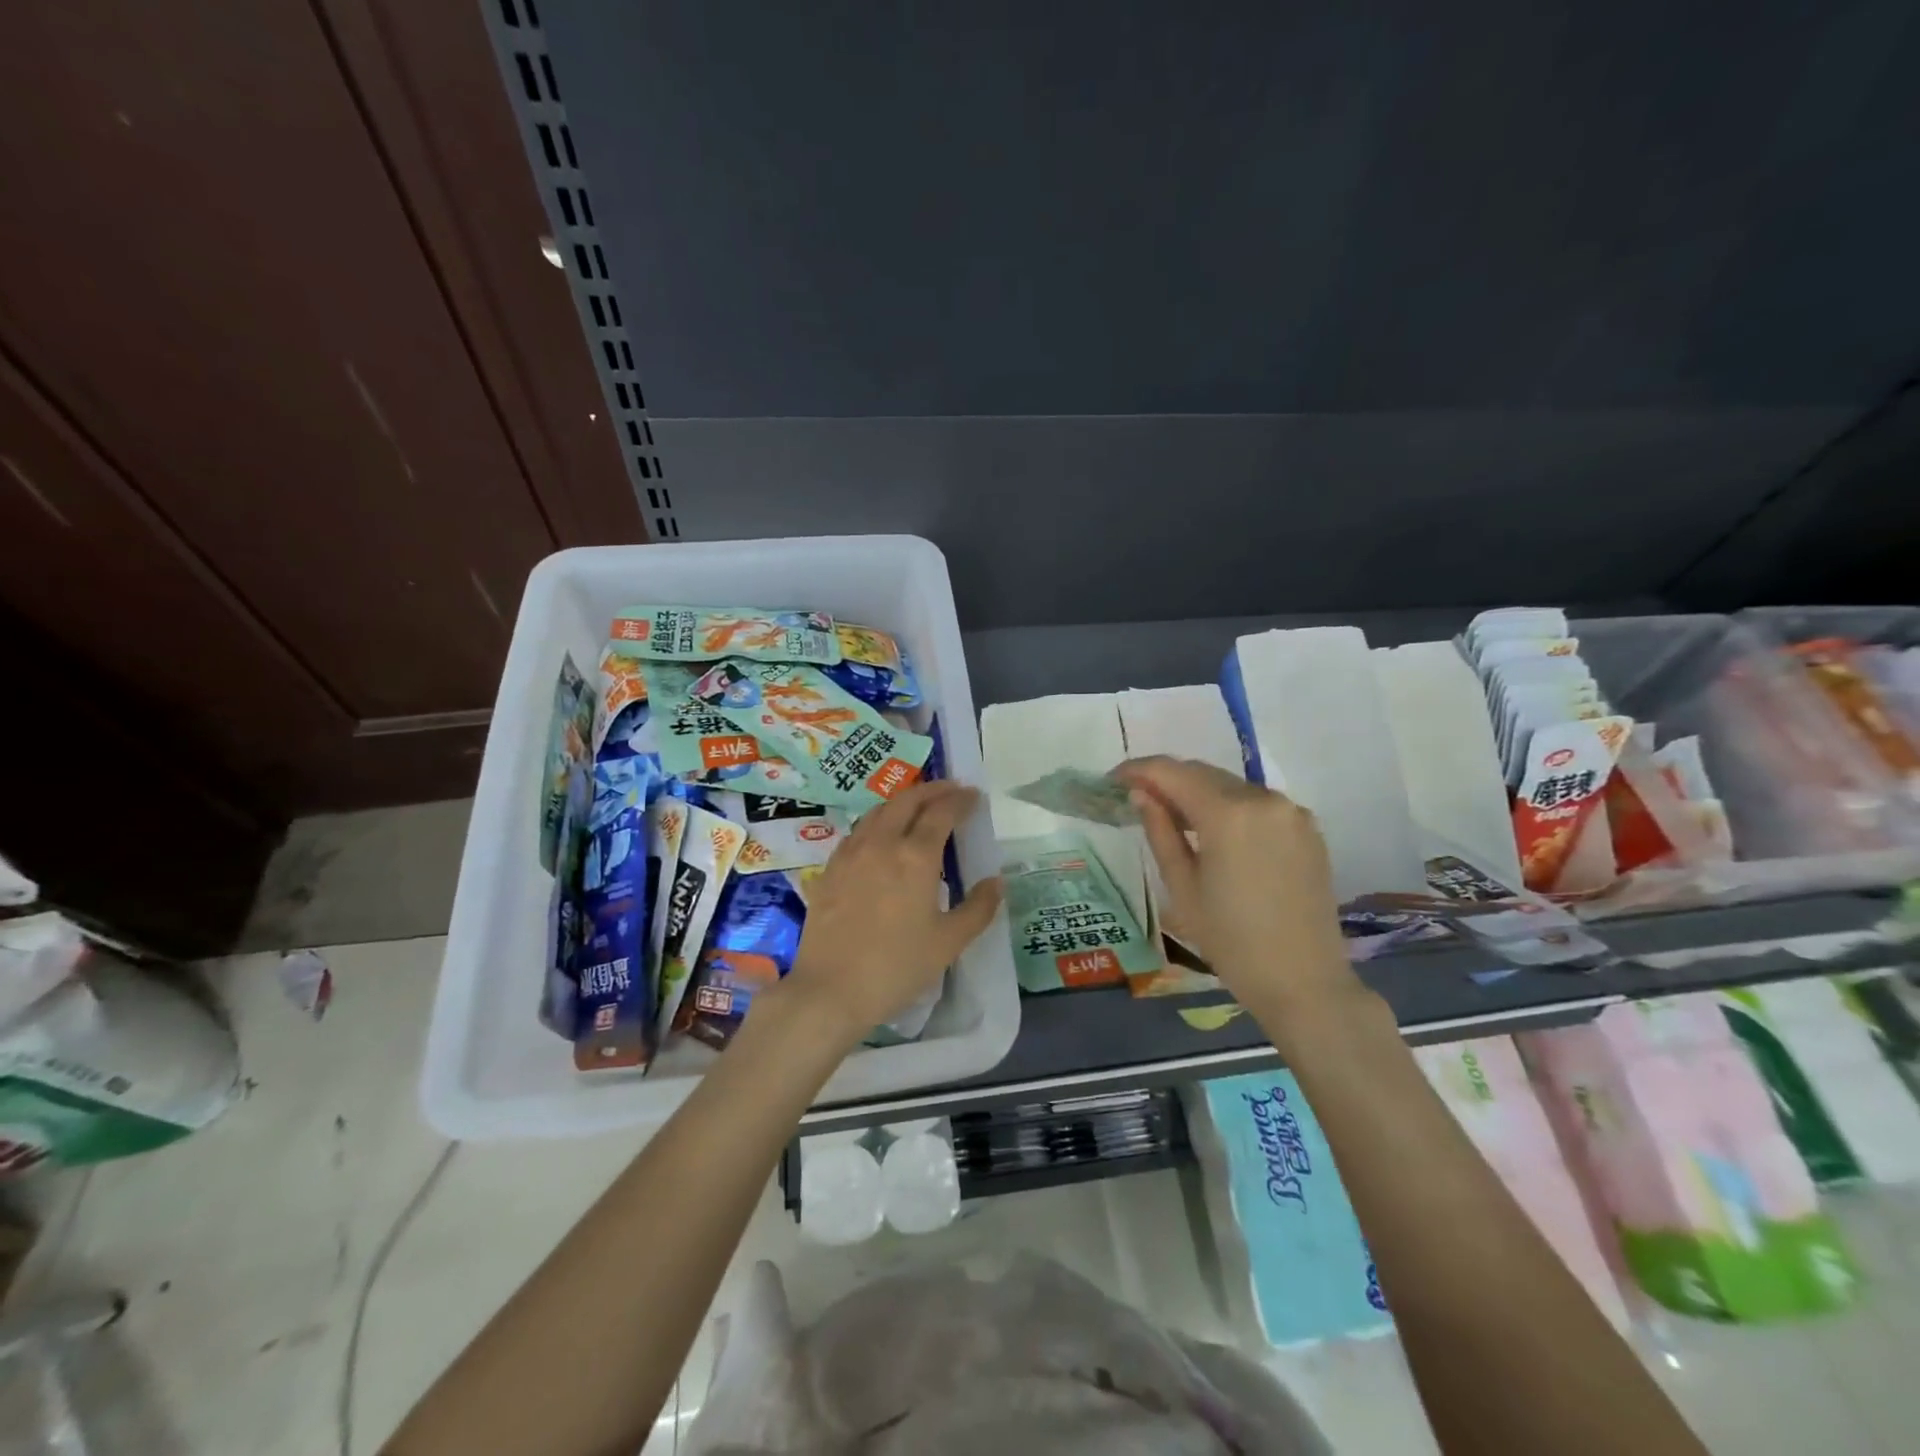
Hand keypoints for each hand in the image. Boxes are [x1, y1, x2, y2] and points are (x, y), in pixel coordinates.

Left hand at [780, 781, 1002, 1045]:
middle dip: (932, 790)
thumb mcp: (948, 942)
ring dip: (903, 801)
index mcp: (915, 857)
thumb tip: (996, 882)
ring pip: (878, 811)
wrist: (830, 990)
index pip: (941, 813)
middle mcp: (881, 843)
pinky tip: (881, 835)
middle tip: (950, 790)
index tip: (974, 796)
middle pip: (907, 800)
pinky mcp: (830, 869)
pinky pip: (858, 831)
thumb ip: (978, 908)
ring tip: (918, 806)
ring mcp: (851, 853)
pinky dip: (877, 821)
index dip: (960, 800)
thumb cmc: (896, 967)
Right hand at [1113, 756, 1356, 1011]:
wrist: (1303, 982)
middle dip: (1168, 779)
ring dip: (1198, 792)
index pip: (1172, 772)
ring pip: (1231, 785)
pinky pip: (1257, 803)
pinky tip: (1215, 832)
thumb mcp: (1182, 887)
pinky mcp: (1307, 828)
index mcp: (1228, 814)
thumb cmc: (1230, 940)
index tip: (1114, 779)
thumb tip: (1141, 794)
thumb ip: (1160, 831)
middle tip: (1137, 797)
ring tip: (1173, 816)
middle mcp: (1263, 799)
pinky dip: (1230, 807)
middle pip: (1203, 773)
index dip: (1139, 770)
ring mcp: (1291, 811)